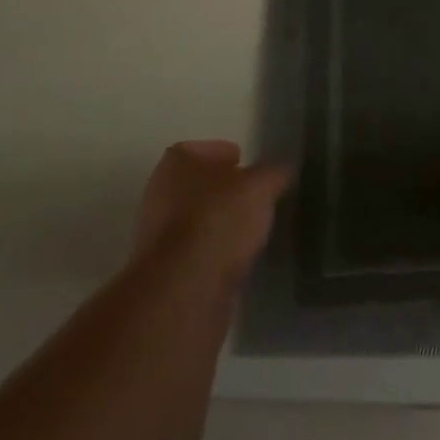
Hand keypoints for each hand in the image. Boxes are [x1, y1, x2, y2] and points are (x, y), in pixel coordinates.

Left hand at [132, 141, 290, 287]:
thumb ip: (272, 174)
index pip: (199, 149)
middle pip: (195, 186)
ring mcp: (158, 238)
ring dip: (219, 223)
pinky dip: (215, 252)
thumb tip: (281, 171)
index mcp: (176, 164)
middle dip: (221, 190)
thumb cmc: (218, 219)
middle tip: (250, 193)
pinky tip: (237, 257)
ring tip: (250, 226)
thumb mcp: (260, 186)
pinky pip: (196, 254)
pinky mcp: (166, 275)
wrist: (184, 290)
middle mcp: (160, 196)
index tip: (243, 161)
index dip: (221, 153)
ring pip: (195, 221)